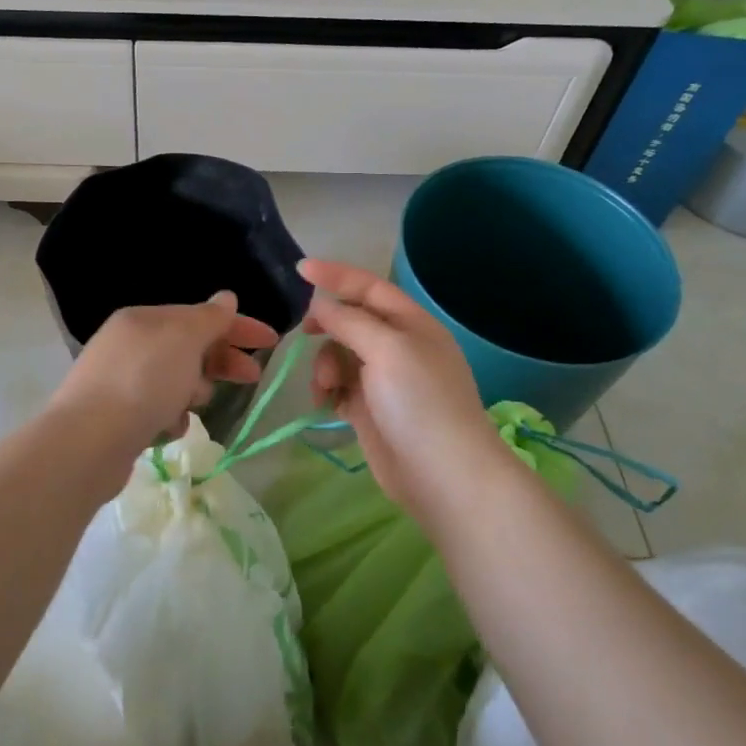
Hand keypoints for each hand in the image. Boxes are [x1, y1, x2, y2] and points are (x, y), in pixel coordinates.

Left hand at [48, 291, 279, 465]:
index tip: (271, 340)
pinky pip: (158, 409)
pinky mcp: (117, 417)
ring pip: (175, 380)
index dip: (238, 325)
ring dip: (194, 390)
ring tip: (196, 403)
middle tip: (252, 376)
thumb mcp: (184, 339)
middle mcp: (129, 345)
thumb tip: (226, 298)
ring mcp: (120, 381)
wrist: (88, 440)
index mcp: (144, 319)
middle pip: (189, 348)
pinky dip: (172, 416)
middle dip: (221, 360)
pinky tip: (172, 428)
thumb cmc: (143, 380)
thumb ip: (209, 318)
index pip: (200, 315)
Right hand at [300, 259, 507, 528]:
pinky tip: (325, 404)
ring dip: (324, 365)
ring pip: (340, 355)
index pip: (369, 287)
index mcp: (411, 324)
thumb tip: (321, 306)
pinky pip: (339, 386)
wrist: (445, 477)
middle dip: (327, 326)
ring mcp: (384, 380)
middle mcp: (398, 347)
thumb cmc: (420, 403)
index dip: (336, 275)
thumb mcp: (387, 349)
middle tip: (305, 333)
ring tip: (325, 388)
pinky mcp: (370, 410)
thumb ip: (350, 321)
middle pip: (351, 321)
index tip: (300, 268)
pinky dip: (327, 390)